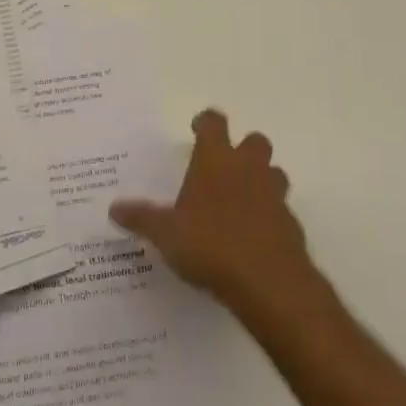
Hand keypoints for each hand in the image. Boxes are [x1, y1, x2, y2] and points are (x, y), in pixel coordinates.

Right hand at [110, 109, 313, 315]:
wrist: (269, 283)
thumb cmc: (211, 245)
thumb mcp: (166, 234)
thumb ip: (142, 218)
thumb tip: (114, 208)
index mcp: (216, 160)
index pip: (214, 123)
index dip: (206, 122)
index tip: (197, 129)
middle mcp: (248, 168)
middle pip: (254, 141)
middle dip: (242, 149)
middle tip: (223, 167)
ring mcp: (274, 195)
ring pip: (274, 172)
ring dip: (261, 180)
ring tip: (240, 201)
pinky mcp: (291, 224)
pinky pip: (281, 210)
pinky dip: (270, 216)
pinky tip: (253, 238)